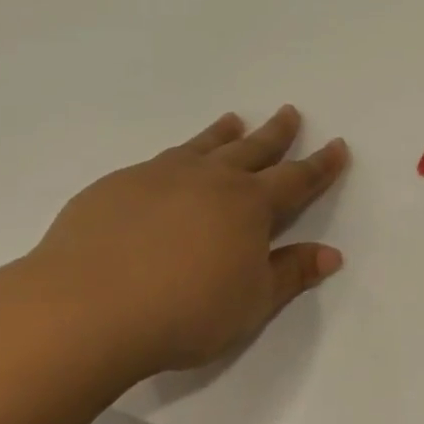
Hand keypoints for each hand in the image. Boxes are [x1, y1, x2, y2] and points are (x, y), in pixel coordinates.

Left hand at [22, 106, 347, 382]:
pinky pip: (159, 161)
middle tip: (289, 112)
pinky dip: (178, 154)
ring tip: (234, 119)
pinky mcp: (117, 186)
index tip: (337, 145)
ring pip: (203, 146)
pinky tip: (170, 166)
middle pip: (252, 149)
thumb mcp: (252, 302)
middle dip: (276, 133)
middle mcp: (210, 179)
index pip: (296, 179)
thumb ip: (291, 273)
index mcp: (249, 205)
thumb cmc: (185, 311)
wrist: (86, 309)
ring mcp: (160, 177)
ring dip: (223, 133)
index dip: (320, 164)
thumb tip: (331, 254)